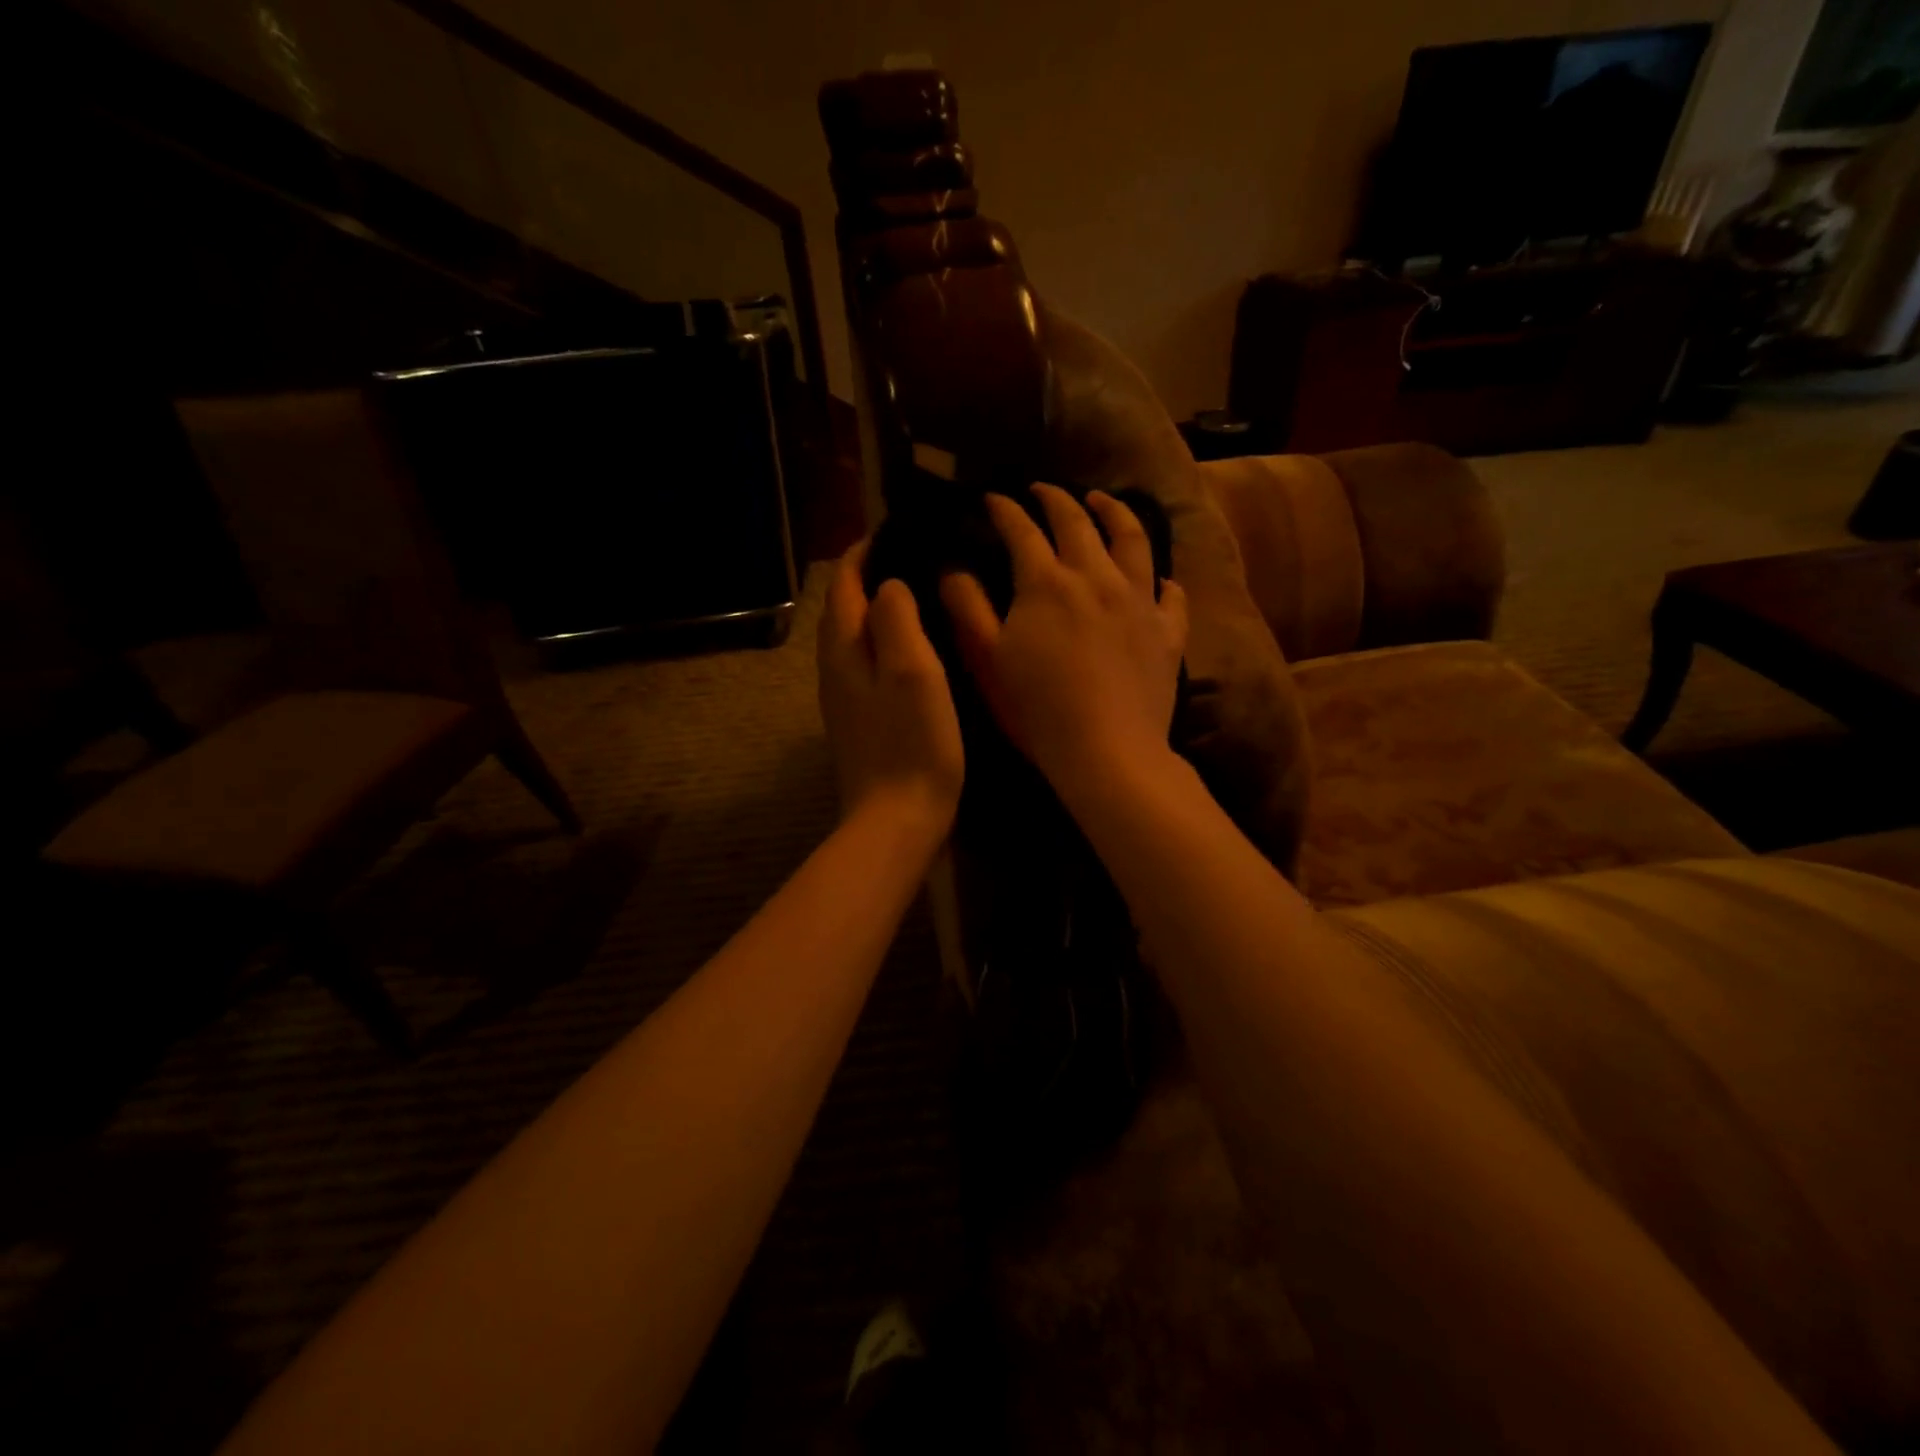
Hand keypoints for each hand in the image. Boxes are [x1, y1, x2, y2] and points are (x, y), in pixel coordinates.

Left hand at [818, 543, 964, 841]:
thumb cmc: (912, 743)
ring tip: (916, 595)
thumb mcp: (912, 671)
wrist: (896, 821)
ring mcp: (845, 699)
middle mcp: (834, 669)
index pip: (844, 585)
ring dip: (876, 611)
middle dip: (868, 578)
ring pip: (855, 639)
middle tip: (911, 557)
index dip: (863, 553)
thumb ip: (896, 619)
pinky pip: (867, 665)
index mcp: (844, 650)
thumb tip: (888, 585)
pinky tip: (913, 650)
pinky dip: (885, 643)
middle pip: (844, 609)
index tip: (893, 529)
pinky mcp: (861, 722)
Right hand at [941, 485, 1186, 801]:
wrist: (1106, 751)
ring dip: (1115, 513)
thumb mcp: (985, 660)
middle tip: (1043, 490)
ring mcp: (1139, 601)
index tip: (992, 498)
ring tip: (1103, 503)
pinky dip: (1161, 580)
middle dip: (1056, 499)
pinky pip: (1170, 594)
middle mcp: (1096, 577)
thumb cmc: (1036, 709)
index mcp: (1046, 583)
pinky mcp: (1167, 632)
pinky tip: (1157, 580)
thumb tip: (953, 569)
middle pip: (1078, 522)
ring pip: (1132, 540)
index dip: (1004, 509)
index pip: (1021, 530)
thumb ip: (966, 608)